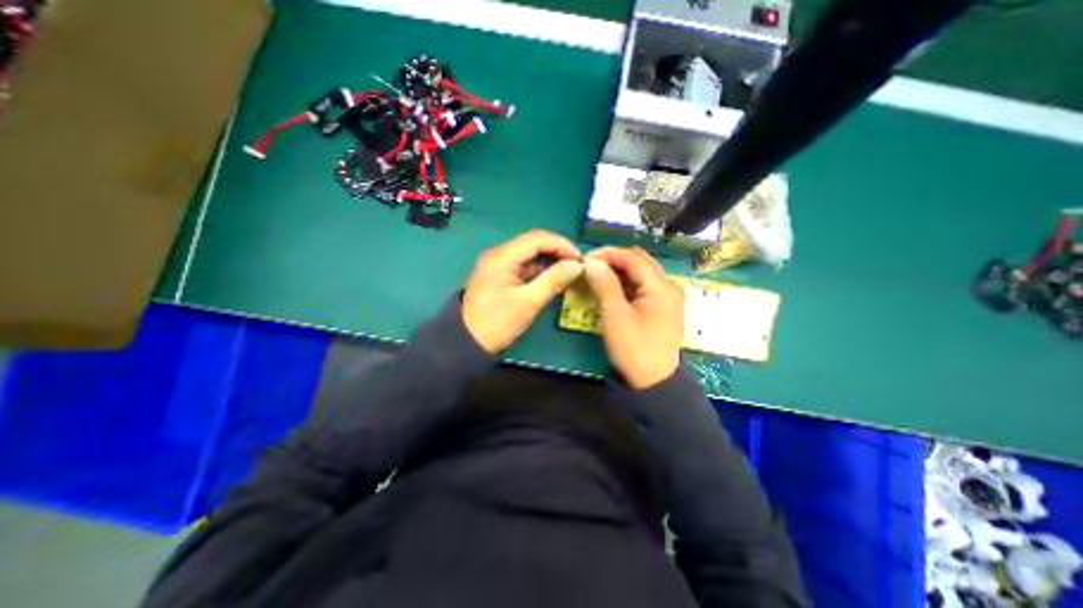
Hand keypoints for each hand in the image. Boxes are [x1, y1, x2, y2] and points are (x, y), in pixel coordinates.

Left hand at [464, 230, 584, 353]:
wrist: (467, 342)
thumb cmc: (497, 323)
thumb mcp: (528, 302)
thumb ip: (553, 280)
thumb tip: (576, 265)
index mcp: (502, 257)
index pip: (537, 238)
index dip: (561, 245)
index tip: (580, 259)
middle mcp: (498, 254)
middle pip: (532, 243)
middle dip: (556, 250)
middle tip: (575, 265)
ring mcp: (497, 264)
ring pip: (528, 254)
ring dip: (548, 259)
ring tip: (567, 271)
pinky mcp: (498, 275)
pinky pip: (522, 265)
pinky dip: (538, 269)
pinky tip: (551, 278)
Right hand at [584, 246, 684, 389]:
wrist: (654, 383)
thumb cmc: (634, 349)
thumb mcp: (615, 316)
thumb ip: (605, 284)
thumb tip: (592, 262)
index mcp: (661, 286)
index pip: (633, 258)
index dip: (608, 254)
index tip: (586, 258)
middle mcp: (668, 286)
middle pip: (639, 261)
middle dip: (613, 260)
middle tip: (590, 266)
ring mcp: (666, 297)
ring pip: (640, 273)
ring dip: (618, 271)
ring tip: (596, 275)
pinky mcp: (661, 307)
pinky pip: (642, 286)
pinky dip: (625, 283)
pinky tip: (610, 288)